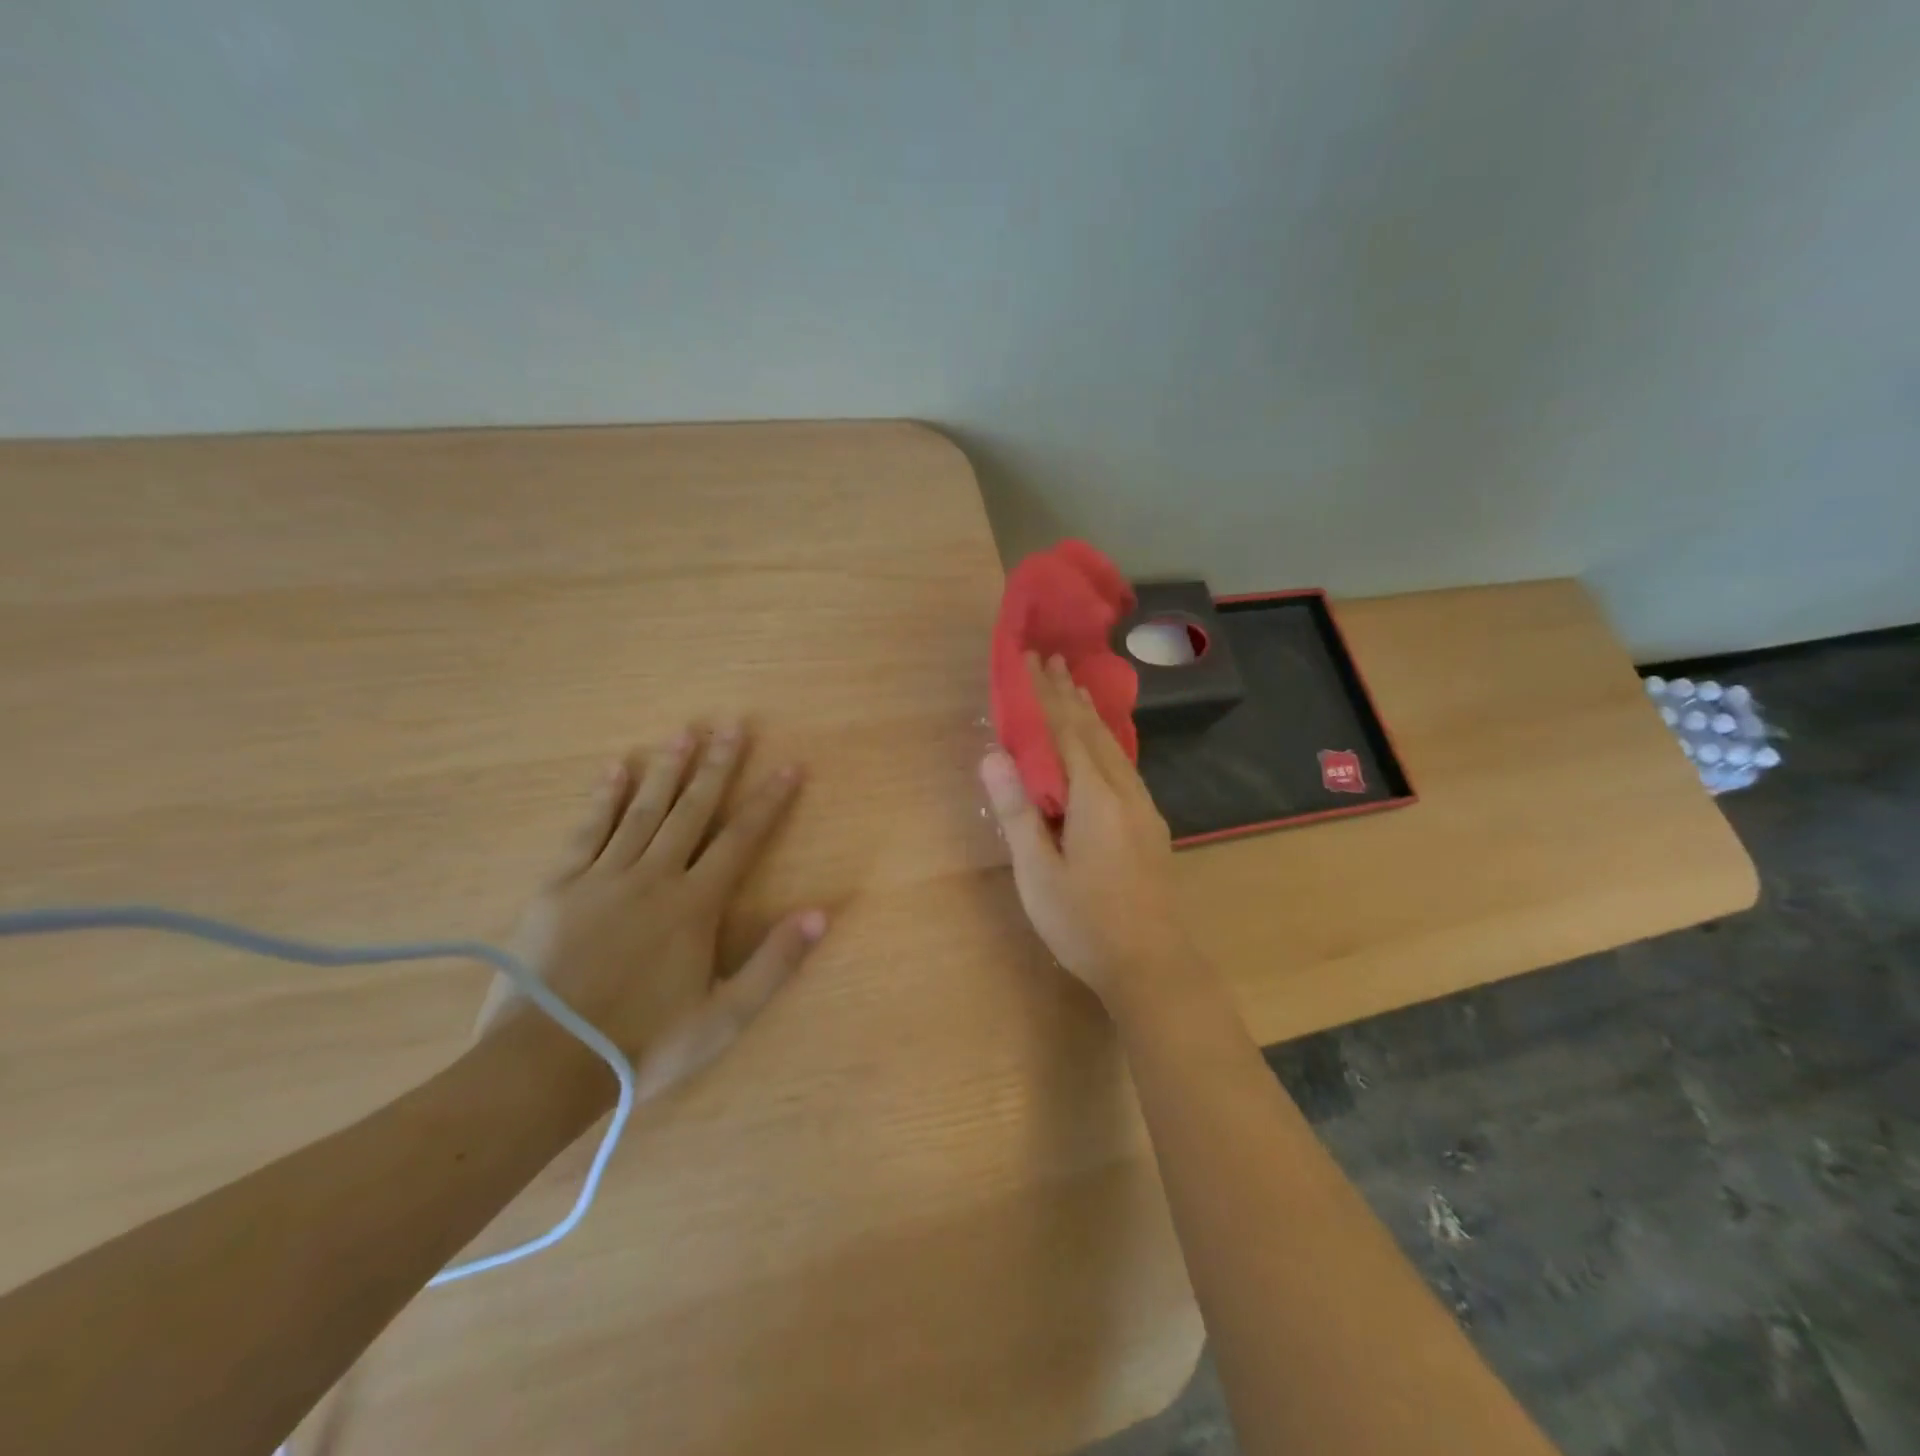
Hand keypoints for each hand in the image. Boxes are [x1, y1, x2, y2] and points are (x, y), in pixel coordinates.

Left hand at [479, 723, 826, 1101]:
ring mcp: (603, 877)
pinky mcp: (559, 886)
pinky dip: (602, 798)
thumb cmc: (643, 1045)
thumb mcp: (724, 1018)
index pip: (741, 840)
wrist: (544, 1065)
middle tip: (732, 725)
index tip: (789, 766)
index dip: (769, 802)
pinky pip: (587, 831)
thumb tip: (822, 913)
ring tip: (685, 733)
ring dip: (667, 770)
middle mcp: (654, 878)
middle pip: (692, 811)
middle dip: (717, 767)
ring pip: (643, 811)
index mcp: (695, 906)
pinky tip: (616, 768)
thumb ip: (775, 963)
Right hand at [980, 654, 1193, 1007]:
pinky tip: (1102, 747)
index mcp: (1094, 797)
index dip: (1045, 694)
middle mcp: (1124, 792)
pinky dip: (1105, 742)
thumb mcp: (1038, 871)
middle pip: (1092, 731)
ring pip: (1113, 748)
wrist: (1153, 966)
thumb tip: (993, 754)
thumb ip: (1017, 810)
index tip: (1030, 660)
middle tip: (1051, 660)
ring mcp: (1143, 809)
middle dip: (1069, 695)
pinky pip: (1123, 766)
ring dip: (1090, 715)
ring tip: (1075, 689)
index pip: (1065, 731)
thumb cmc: (1085, 923)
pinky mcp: (1149, 826)